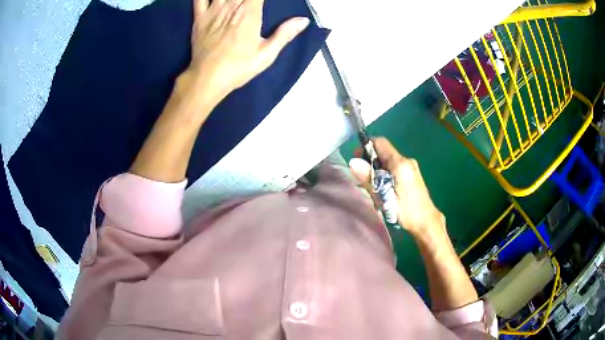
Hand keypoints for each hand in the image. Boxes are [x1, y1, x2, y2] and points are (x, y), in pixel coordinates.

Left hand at [183, 0, 309, 101]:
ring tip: (237, 0)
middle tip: (251, 3)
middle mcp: (231, 6)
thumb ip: (285, 34)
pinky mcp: (199, 17)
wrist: (207, 78)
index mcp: (249, 13)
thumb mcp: (266, 54)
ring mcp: (213, 10)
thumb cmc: (238, 68)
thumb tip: (304, 20)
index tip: (264, 2)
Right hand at [349, 137, 444, 234]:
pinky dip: (385, 173)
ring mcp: (411, 167)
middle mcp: (407, 160)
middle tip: (362, 177)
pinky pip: (394, 167)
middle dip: (370, 161)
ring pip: (388, 160)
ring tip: (371, 186)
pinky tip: (382, 188)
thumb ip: (369, 178)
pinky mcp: (412, 174)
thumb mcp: (384, 197)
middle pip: (383, 151)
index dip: (366, 146)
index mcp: (401, 163)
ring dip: (377, 169)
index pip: (380, 142)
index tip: (356, 158)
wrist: (427, 222)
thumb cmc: (406, 211)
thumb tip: (353, 161)